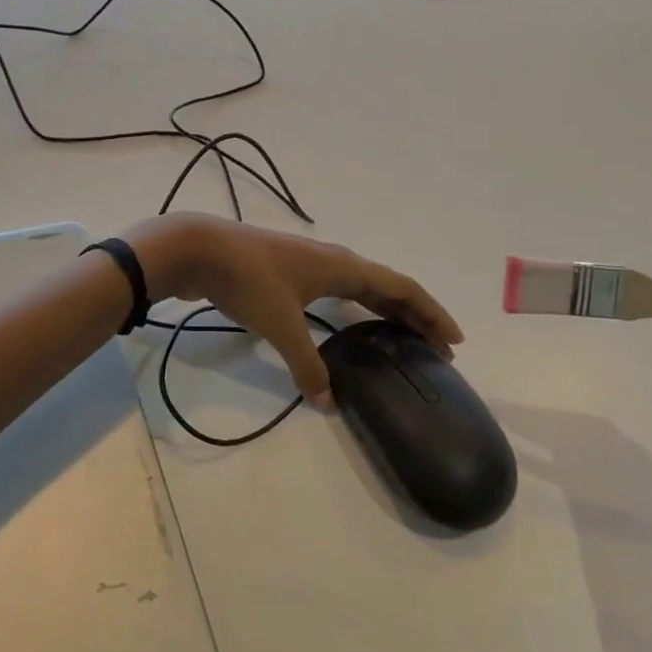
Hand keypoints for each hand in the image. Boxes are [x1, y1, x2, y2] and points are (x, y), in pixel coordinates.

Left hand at [124, 213, 462, 406]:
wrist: (197, 249)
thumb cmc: (247, 281)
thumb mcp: (281, 327)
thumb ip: (307, 366)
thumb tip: (328, 402)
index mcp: (342, 267)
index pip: (400, 288)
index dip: (430, 312)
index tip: (454, 339)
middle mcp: (331, 260)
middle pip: (384, 286)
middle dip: (412, 315)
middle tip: (436, 347)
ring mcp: (306, 263)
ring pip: (357, 286)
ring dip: (382, 310)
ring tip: (398, 336)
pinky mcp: (284, 271)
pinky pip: (333, 290)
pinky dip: (351, 308)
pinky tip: (342, 325)